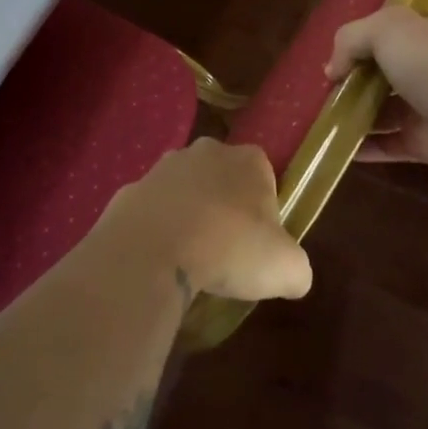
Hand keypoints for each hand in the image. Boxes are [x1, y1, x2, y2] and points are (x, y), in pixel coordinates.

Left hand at [93, 139, 311, 302]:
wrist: (152, 251)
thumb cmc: (230, 248)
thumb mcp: (286, 269)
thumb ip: (297, 268)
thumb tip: (293, 277)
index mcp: (248, 160)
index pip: (265, 178)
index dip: (265, 212)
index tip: (259, 244)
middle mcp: (206, 152)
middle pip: (223, 180)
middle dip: (225, 209)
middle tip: (226, 252)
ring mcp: (163, 167)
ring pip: (185, 192)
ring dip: (189, 217)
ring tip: (191, 260)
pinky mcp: (130, 190)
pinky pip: (152, 212)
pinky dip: (156, 231)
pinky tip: (160, 260)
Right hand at [327, 6, 427, 176]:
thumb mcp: (384, 29)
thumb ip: (350, 40)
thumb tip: (332, 70)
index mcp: (424, 31)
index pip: (392, 26)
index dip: (363, 34)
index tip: (335, 48)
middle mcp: (425, 66)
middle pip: (382, 69)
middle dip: (353, 77)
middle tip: (322, 85)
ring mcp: (424, 106)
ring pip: (381, 108)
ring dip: (353, 112)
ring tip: (319, 116)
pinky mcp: (421, 141)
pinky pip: (385, 144)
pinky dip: (361, 147)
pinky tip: (333, 147)